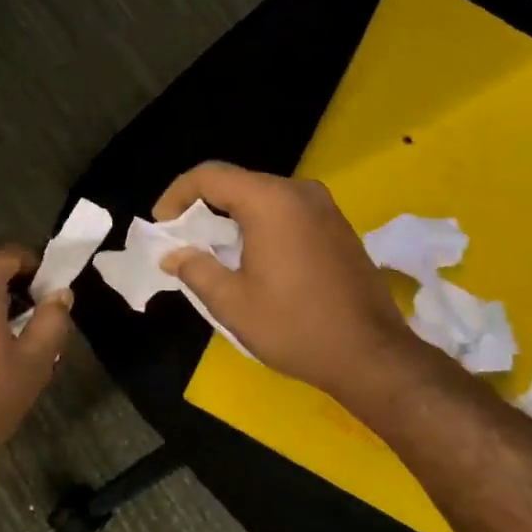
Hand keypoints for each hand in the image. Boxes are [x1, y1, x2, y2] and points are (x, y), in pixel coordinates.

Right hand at [156, 162, 409, 402]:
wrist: (370, 354)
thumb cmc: (294, 327)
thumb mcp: (232, 303)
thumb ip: (195, 269)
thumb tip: (173, 255)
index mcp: (271, 201)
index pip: (209, 176)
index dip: (176, 195)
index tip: (161, 226)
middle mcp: (300, 192)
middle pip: (237, 183)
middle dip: (202, 207)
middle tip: (182, 241)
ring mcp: (325, 207)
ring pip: (263, 196)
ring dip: (231, 217)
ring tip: (212, 253)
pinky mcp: (337, 226)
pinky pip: (287, 211)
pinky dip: (259, 225)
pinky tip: (251, 258)